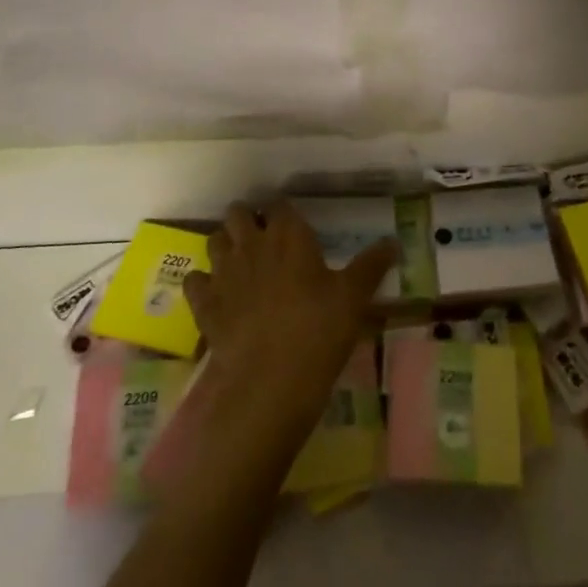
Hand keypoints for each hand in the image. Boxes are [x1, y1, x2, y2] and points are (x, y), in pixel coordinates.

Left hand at [182, 201, 396, 448]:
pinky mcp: (204, 303)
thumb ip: (372, 265)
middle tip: (263, 239)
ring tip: (240, 262)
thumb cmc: (319, 331)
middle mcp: (252, 244)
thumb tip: (393, 241)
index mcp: (289, 235)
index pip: (280, 205)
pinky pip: (194, 280)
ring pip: (214, 240)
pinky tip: (215, 295)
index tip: (292, 225)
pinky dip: (202, 283)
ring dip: (225, 245)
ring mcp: (223, 272)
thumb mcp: (354, 298)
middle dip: (247, 219)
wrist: (270, 381)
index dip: (283, 212)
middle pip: (238, 213)